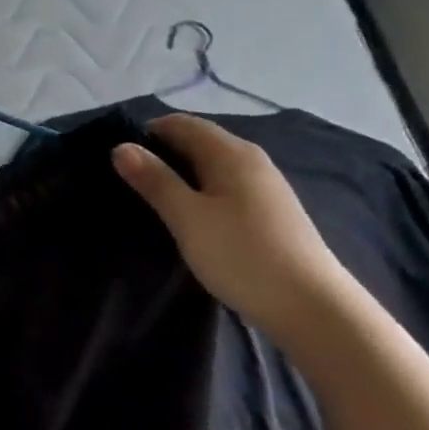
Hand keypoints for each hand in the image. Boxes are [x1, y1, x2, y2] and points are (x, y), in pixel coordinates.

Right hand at [112, 114, 348, 336]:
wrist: (310, 306)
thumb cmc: (241, 254)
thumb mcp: (187, 217)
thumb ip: (155, 180)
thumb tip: (121, 147)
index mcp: (231, 153)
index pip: (182, 123)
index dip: (148, 132)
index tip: (118, 157)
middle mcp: (251, 160)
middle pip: (199, 141)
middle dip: (162, 153)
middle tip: (127, 179)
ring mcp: (265, 186)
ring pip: (212, 166)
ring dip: (181, 174)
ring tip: (152, 199)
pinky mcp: (270, 212)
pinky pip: (225, 186)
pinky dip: (200, 191)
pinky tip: (189, 216)